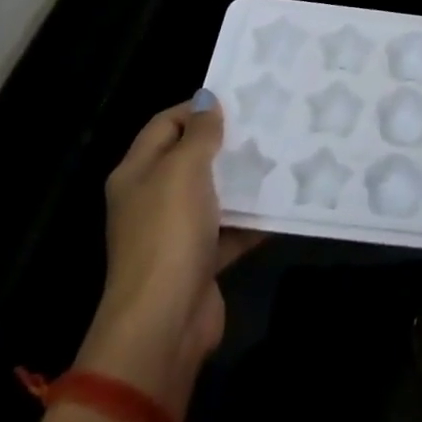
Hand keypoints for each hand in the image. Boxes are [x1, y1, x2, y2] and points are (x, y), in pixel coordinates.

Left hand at [75, 91, 261, 411]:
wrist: (164, 322)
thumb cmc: (168, 234)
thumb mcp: (184, 170)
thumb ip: (199, 133)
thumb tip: (207, 99)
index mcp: (137, 173)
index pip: (165, 124)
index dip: (197, 108)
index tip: (239, 100)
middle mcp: (152, 199)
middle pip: (190, 158)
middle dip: (226, 142)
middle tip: (267, 123)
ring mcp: (175, 232)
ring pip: (214, 193)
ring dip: (243, 180)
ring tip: (282, 156)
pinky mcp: (199, 260)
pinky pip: (230, 229)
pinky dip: (252, 219)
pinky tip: (284, 202)